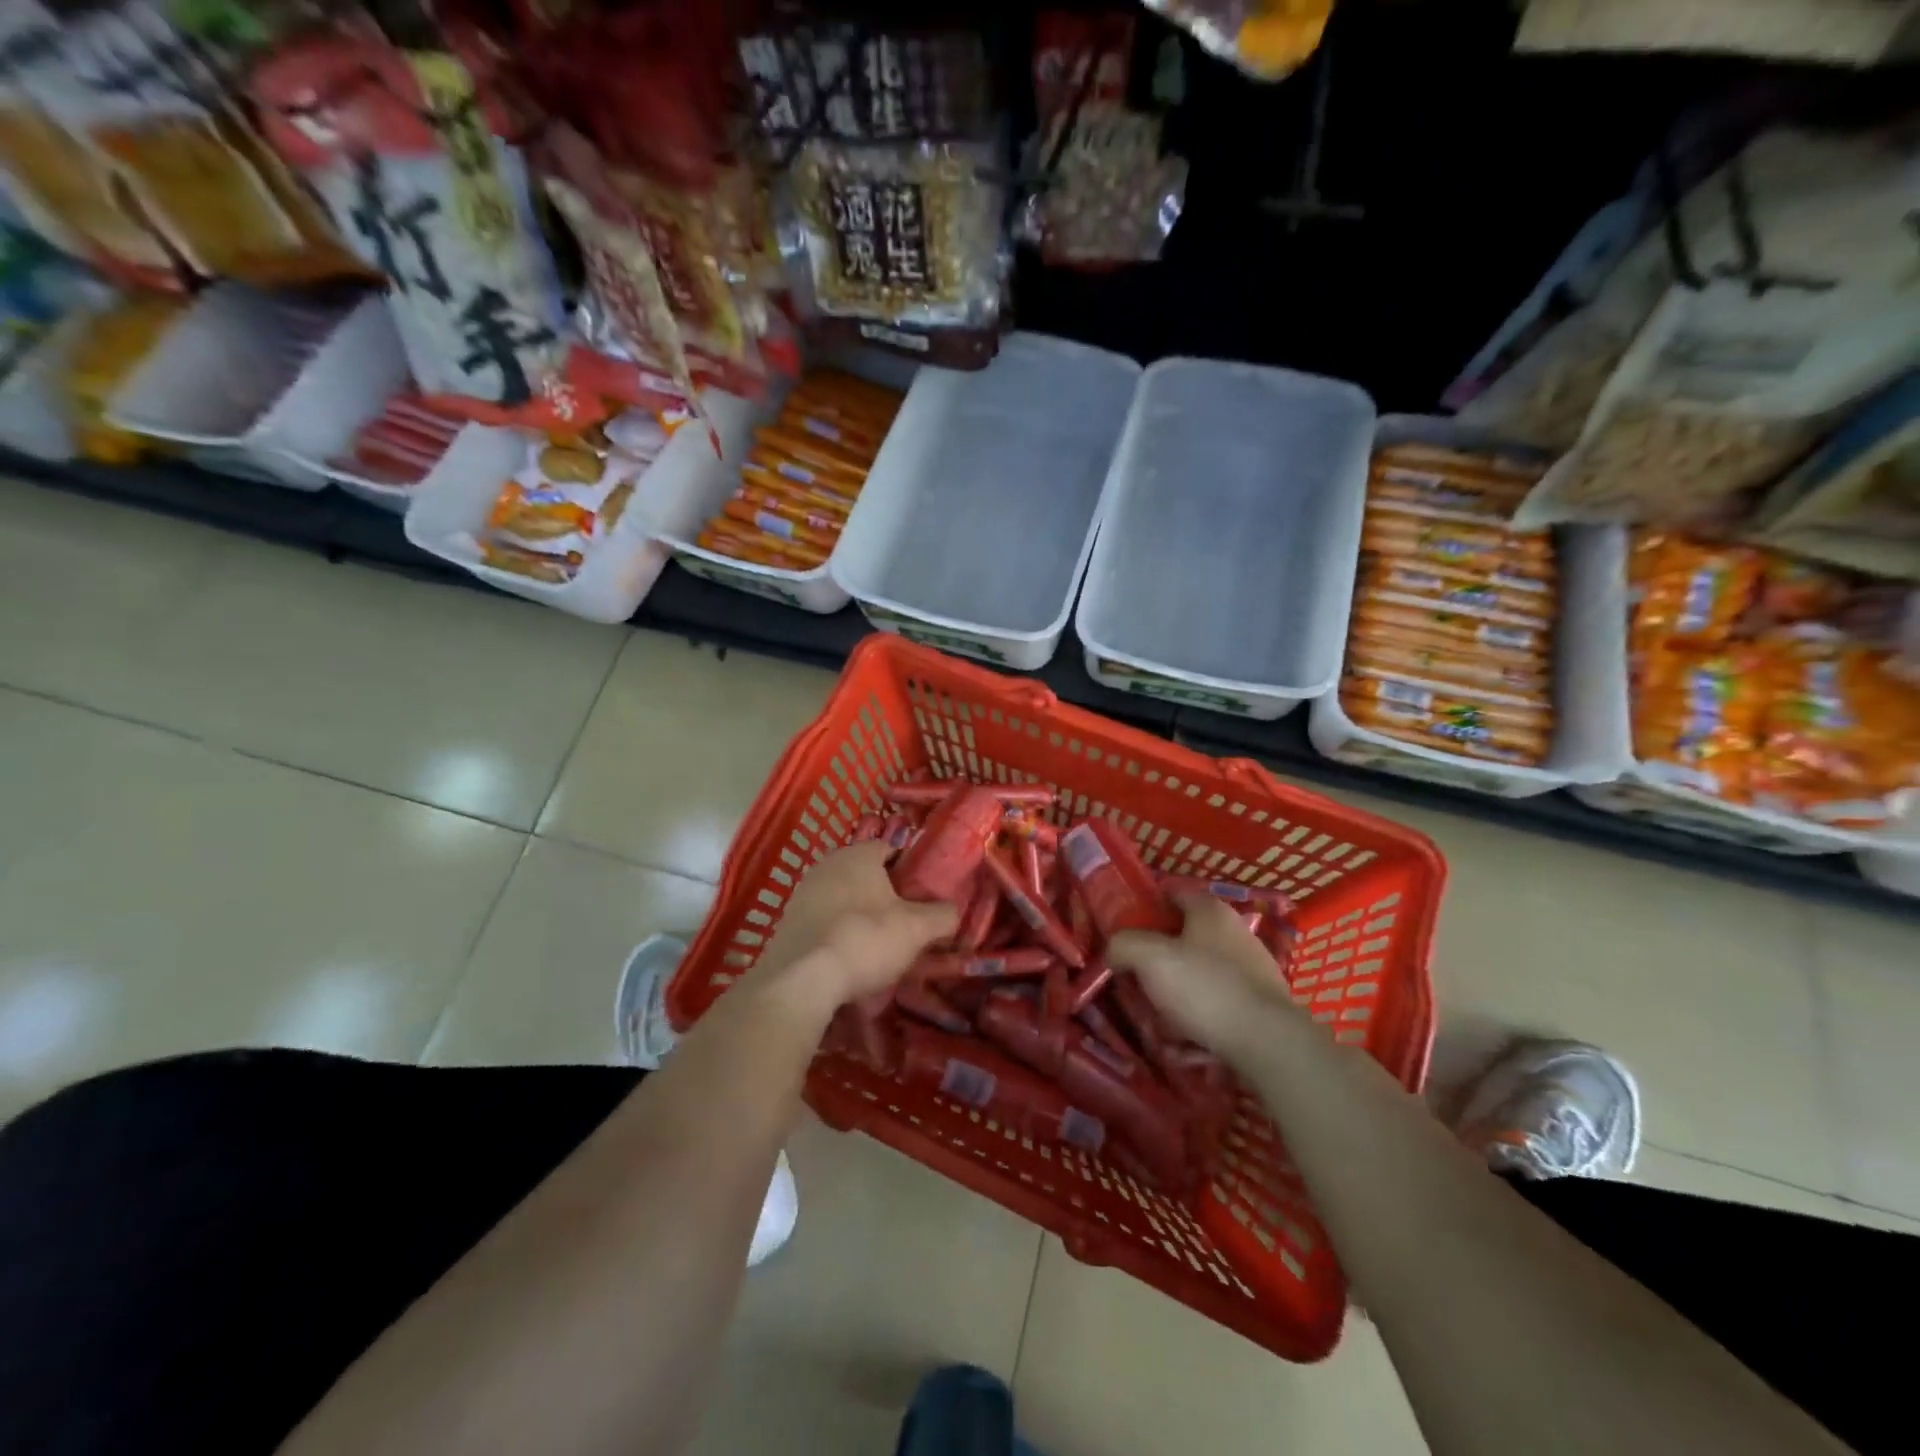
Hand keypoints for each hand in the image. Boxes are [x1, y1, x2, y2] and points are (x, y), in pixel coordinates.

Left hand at [751, 842, 958, 1008]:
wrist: (801, 980)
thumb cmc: (865, 939)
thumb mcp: (917, 929)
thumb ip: (942, 916)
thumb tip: (952, 912)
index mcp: (858, 854)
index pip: (892, 848)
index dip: (912, 869)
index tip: (926, 894)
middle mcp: (827, 865)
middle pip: (867, 875)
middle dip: (887, 896)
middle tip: (907, 923)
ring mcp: (803, 894)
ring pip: (845, 900)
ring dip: (862, 917)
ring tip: (881, 947)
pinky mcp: (788, 924)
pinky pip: (825, 923)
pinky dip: (840, 935)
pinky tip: (851, 960)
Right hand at [1106, 893, 1294, 1061]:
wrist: (1268, 1043)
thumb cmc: (1204, 988)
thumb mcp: (1148, 958)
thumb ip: (1122, 945)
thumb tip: (1113, 951)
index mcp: (1209, 910)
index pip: (1171, 893)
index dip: (1144, 907)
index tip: (1123, 931)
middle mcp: (1234, 932)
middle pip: (1183, 938)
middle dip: (1156, 961)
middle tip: (1135, 983)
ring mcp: (1251, 969)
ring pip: (1197, 976)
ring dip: (1175, 996)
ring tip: (1158, 1023)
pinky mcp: (1260, 1004)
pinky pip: (1216, 1006)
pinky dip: (1197, 1020)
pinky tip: (1185, 1044)